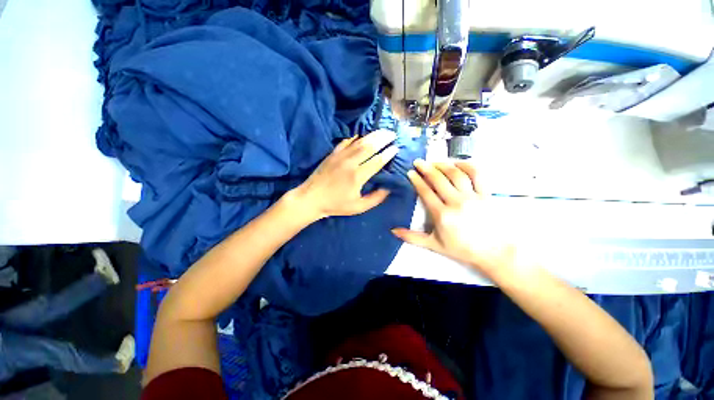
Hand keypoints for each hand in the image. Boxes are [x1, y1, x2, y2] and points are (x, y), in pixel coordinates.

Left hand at [291, 129, 398, 220]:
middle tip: (393, 134)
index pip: (377, 161)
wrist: (311, 198)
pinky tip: (361, 136)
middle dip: (383, 138)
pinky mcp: (332, 154)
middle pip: (369, 146)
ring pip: (359, 142)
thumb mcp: (358, 207)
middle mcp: (350, 163)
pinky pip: (346, 142)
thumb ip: (375, 198)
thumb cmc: (336, 205)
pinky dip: (355, 138)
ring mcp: (340, 156)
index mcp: (357, 176)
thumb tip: (388, 188)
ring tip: (382, 131)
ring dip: (372, 135)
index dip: (388, 154)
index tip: (396, 148)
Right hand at [392, 160, 517, 275]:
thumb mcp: (434, 245)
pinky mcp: (486, 194)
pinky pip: (477, 175)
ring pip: (456, 174)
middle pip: (438, 179)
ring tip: (434, 161)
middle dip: (426, 168)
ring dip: (443, 165)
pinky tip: (457, 163)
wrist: (494, 252)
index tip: (410, 172)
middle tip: (418, 162)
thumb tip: (393, 231)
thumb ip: (412, 237)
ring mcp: (473, 197)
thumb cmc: (462, 249)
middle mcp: (456, 203)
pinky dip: (467, 165)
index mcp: (442, 215)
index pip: (426, 192)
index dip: (417, 180)